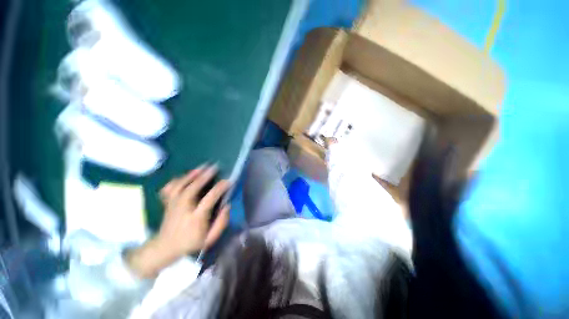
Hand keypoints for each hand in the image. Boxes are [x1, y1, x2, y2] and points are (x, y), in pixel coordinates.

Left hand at [126, 165, 229, 277]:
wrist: (165, 248)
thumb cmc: (191, 243)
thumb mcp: (210, 239)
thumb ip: (221, 223)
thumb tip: (227, 205)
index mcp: (195, 219)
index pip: (208, 200)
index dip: (219, 189)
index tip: (228, 181)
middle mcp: (183, 210)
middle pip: (191, 189)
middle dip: (203, 177)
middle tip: (214, 167)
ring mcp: (173, 205)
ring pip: (179, 187)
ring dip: (191, 175)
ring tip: (201, 167)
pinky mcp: (167, 203)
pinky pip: (169, 188)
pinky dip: (176, 180)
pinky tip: (185, 176)